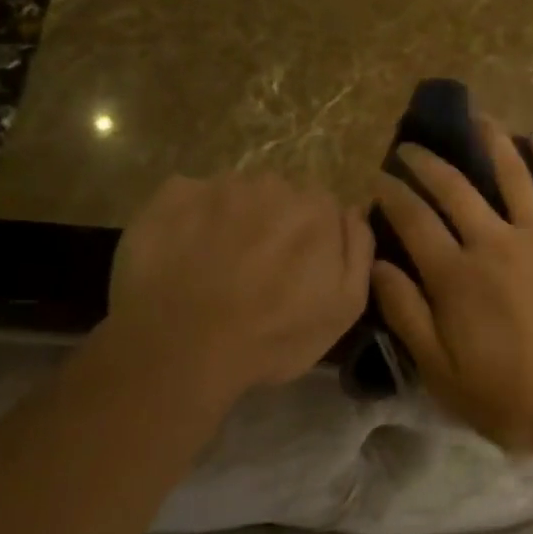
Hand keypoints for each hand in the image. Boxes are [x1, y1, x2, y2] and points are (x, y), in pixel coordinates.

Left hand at [98, 173, 373, 408]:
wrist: (181, 349)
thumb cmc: (272, 336)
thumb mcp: (345, 308)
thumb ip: (360, 250)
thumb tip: (355, 211)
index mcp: (317, 208)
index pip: (322, 210)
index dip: (309, 241)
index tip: (294, 272)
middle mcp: (272, 183)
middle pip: (278, 198)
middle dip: (271, 226)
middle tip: (254, 271)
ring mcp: (219, 185)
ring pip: (234, 196)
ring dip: (230, 222)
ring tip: (213, 267)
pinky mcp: (173, 194)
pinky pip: (188, 198)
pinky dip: (188, 220)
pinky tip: (181, 255)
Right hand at [371, 120, 532, 451]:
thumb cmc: (519, 398)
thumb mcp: (445, 375)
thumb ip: (407, 316)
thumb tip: (376, 265)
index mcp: (456, 276)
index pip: (413, 221)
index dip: (392, 195)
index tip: (378, 178)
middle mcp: (493, 240)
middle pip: (453, 188)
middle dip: (426, 163)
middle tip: (411, 147)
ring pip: (510, 172)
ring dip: (489, 141)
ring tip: (476, 119)